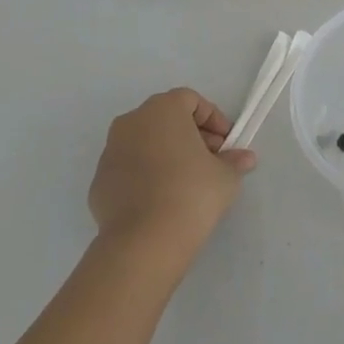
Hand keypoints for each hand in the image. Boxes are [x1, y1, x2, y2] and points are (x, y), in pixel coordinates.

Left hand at [89, 87, 254, 262]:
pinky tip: (161, 200)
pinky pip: (129, 169)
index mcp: (162, 110)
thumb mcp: (225, 176)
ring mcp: (110, 152)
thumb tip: (244, 158)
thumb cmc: (191, 193)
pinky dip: (145, 176)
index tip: (226, 144)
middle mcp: (131, 122)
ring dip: (166, 154)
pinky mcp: (99, 182)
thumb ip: (234, 161)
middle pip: (166, 119)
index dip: (213, 118)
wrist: (144, 242)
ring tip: (186, 182)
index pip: (190, 100)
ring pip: (144, 143)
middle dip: (190, 135)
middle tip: (210, 161)